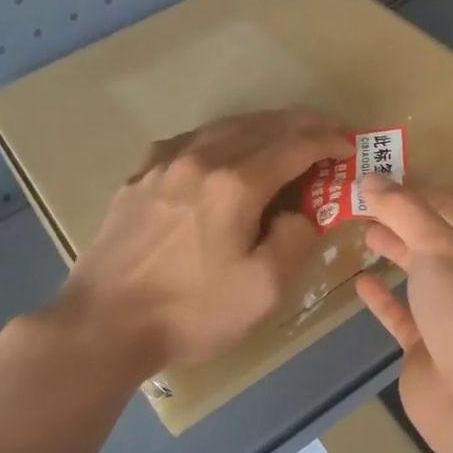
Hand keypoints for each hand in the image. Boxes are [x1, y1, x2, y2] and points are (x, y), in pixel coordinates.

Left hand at [52, 109, 352, 371]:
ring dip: (262, 126)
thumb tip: (302, 213)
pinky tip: (219, 150)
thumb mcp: (264, 289)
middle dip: (300, 125)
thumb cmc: (191, 312)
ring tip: (284, 134)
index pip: (294, 147)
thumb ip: (295, 241)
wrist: (102, 327)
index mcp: (235, 185)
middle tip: (328, 131)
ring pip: (222, 128)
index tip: (350, 146)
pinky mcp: (138, 181)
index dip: (328, 142)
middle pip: (260, 127)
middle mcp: (199, 161)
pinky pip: (187, 142)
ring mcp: (162, 166)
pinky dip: (218, 137)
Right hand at [354, 177, 452, 452]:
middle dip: (398, 219)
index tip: (371, 175)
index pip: (444, 207)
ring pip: (417, 275)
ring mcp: (450, 315)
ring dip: (393, 252)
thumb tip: (371, 178)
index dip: (409, 190)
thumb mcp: (440, 249)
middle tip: (355, 200)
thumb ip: (404, 212)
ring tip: (358, 230)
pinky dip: (382, 298)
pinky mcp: (427, 348)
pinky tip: (360, 281)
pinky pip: (401, 314)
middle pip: (430, 239)